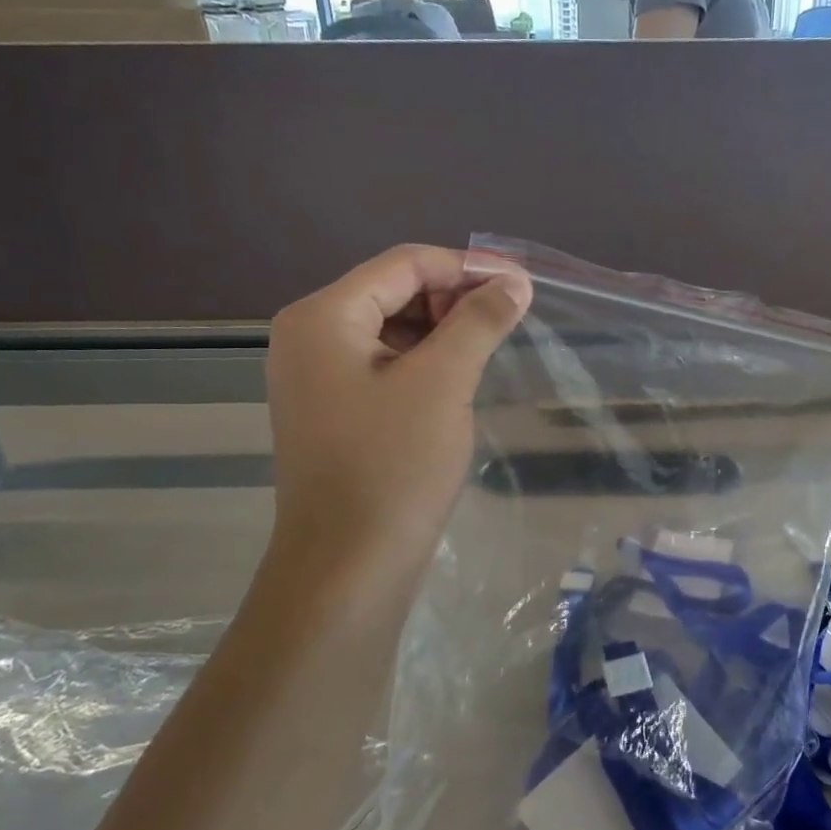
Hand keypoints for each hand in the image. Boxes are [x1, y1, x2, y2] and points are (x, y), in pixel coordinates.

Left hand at [265, 245, 530, 570]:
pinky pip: (382, 366)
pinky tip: (455, 383)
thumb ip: (479, 321)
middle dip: (452, 301)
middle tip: (506, 323)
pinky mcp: (331, 410)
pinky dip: (423, 364)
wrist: (349, 565)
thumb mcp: (443, 383)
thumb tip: (515, 280)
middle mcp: (309, 336)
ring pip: (390, 331)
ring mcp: (315, 376)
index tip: (521, 285)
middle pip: (393, 292)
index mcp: (323, 316)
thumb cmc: (394, 466)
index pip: (403, 264)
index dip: (466, 267)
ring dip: (441, 334)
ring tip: (486, 353)